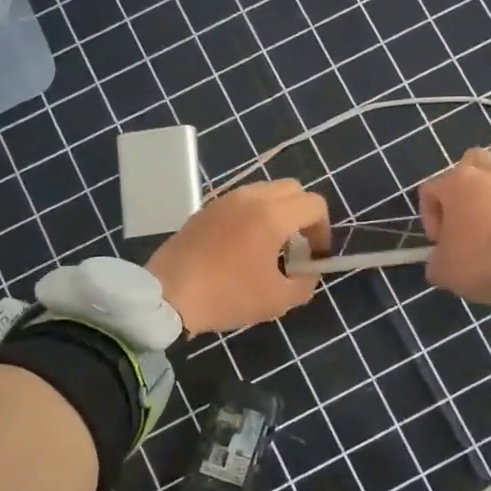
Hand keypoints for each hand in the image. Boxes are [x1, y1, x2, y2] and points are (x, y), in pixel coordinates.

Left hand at [148, 179, 329, 334]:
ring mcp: (224, 200)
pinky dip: (253, 215)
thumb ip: (304, 283)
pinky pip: (241, 202)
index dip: (323, 230)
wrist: (167, 295)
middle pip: (292, 190)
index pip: (314, 204)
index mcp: (272, 215)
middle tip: (297, 247)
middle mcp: (250, 198)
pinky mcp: (205, 210)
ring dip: (277, 213)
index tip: (315, 256)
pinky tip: (242, 247)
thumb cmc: (227, 296)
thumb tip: (307, 273)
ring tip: (270, 247)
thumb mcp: (277, 300)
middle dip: (303, 215)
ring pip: (265, 192)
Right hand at [419, 149, 490, 305]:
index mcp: (456, 183)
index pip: (430, 189)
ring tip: (488, 214)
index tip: (438, 242)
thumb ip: (435, 260)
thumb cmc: (477, 260)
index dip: (429, 217)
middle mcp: (485, 174)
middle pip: (469, 162)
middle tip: (461, 217)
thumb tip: (440, 260)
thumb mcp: (442, 270)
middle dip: (461, 187)